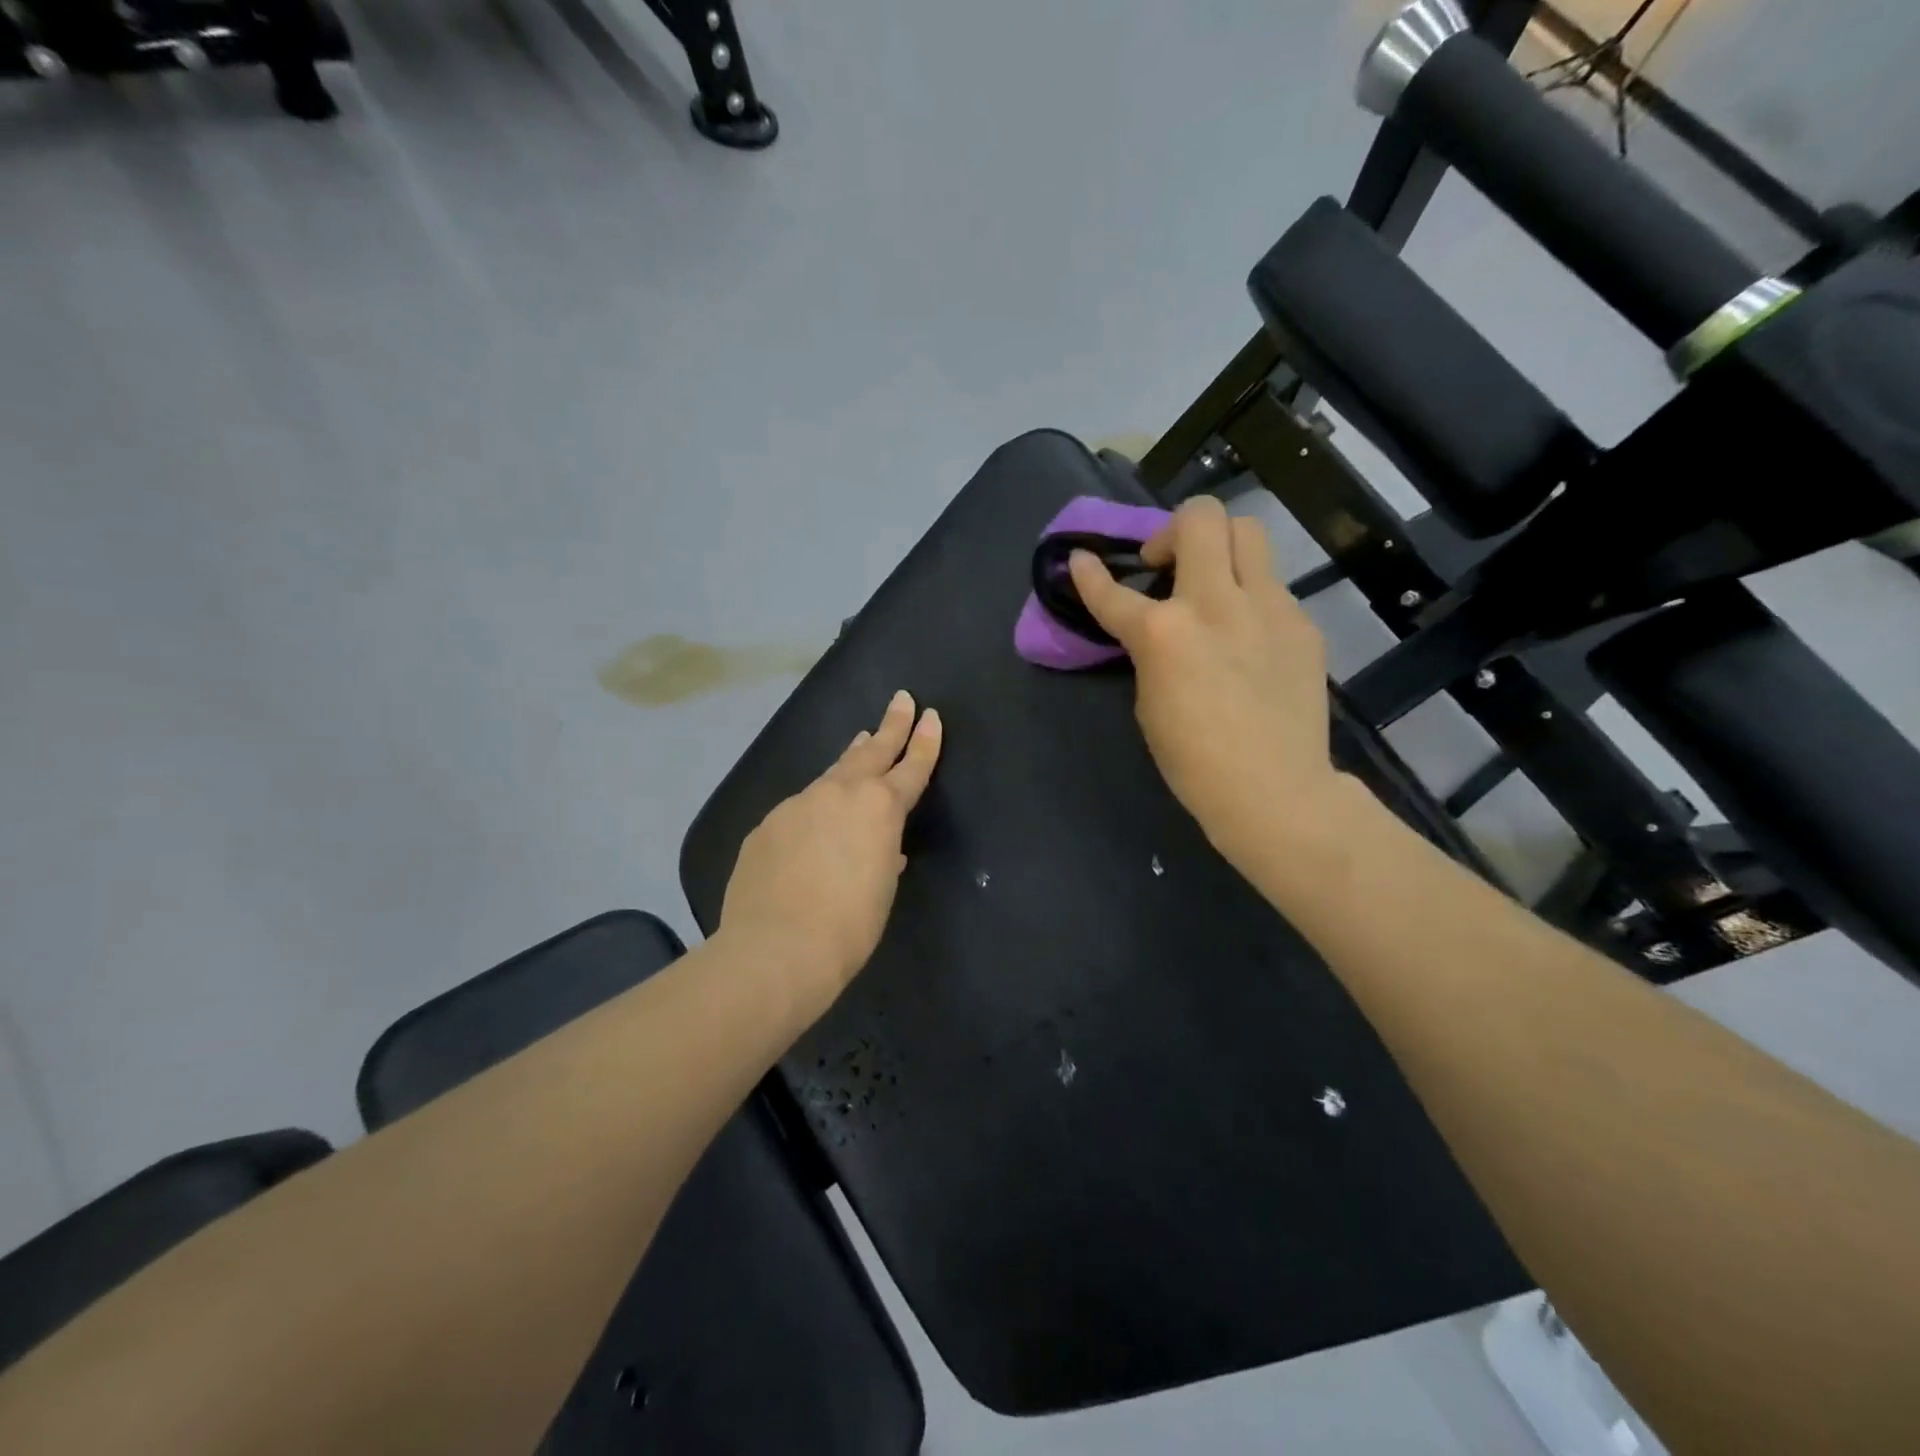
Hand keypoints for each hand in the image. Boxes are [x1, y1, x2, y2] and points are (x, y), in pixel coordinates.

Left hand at [719, 690, 942, 1009]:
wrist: (776, 948)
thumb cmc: (848, 926)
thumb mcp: (881, 889)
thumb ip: (883, 857)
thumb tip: (881, 848)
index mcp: (880, 809)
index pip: (911, 767)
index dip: (924, 742)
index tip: (930, 716)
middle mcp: (840, 794)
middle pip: (872, 751)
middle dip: (891, 726)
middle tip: (901, 699)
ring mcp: (799, 804)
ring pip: (831, 773)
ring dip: (850, 758)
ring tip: (861, 741)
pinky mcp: (768, 824)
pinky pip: (800, 808)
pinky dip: (814, 806)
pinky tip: (811, 824)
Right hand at [1068, 496, 1340, 865]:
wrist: (1275, 790)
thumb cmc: (1195, 760)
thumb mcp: (1150, 701)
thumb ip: (1152, 651)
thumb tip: (1158, 628)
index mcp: (1164, 632)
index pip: (1113, 591)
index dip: (1089, 574)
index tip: (1081, 559)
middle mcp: (1216, 603)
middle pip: (1202, 517)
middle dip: (1174, 529)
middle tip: (1167, 565)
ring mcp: (1268, 607)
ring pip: (1248, 532)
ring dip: (1220, 546)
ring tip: (1213, 583)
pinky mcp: (1301, 623)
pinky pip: (1271, 587)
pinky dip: (1250, 597)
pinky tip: (1248, 636)